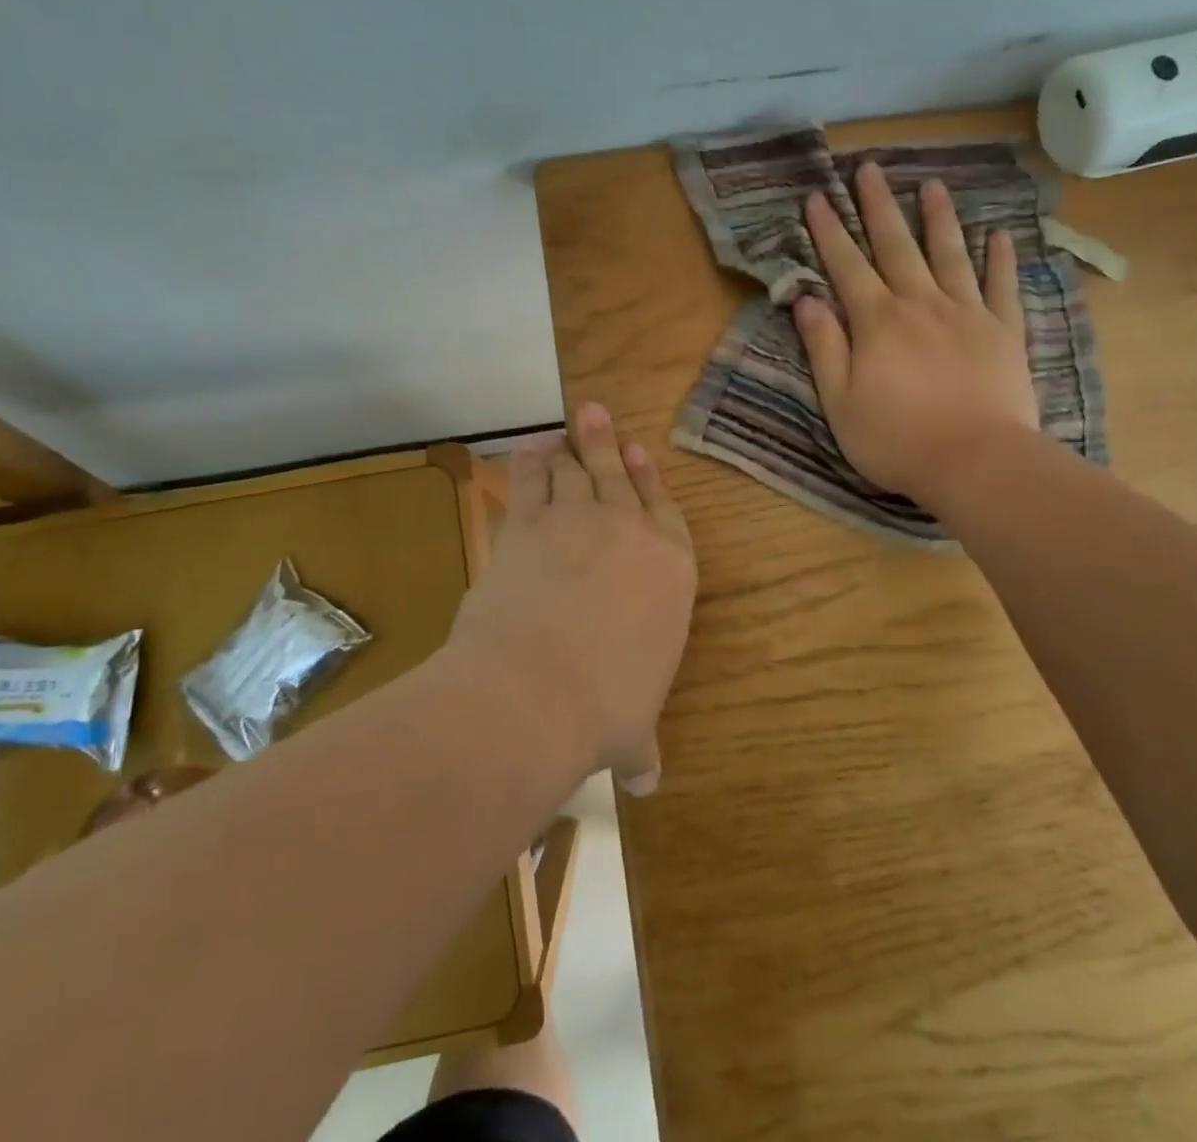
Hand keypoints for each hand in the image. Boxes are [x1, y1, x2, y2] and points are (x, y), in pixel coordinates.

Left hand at [447, 404, 695, 794]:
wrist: (536, 691)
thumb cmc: (605, 709)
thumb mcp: (632, 730)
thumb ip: (641, 744)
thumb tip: (649, 782)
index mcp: (670, 570)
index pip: (665, 512)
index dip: (651, 481)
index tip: (640, 454)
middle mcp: (628, 533)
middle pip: (618, 475)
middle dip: (607, 443)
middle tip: (596, 413)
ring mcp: (575, 522)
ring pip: (574, 470)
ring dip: (570, 447)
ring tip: (565, 427)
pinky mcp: (526, 526)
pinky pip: (529, 481)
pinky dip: (528, 463)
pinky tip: (527, 450)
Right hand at [793, 160, 1037, 507]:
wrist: (976, 462)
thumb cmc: (897, 439)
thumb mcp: (840, 402)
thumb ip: (824, 347)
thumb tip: (806, 299)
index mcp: (877, 321)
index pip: (846, 266)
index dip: (829, 231)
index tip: (817, 197)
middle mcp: (920, 304)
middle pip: (896, 245)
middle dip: (878, 205)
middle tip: (869, 168)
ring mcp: (967, 313)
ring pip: (949, 254)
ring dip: (938, 217)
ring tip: (932, 183)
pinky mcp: (1003, 331)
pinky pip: (1002, 286)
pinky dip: (1000, 258)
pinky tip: (999, 234)